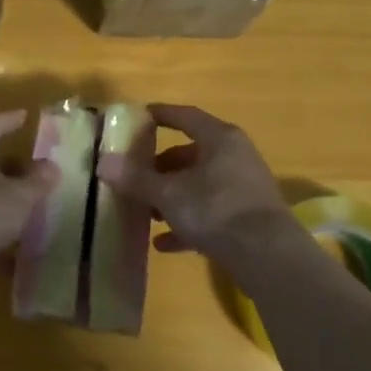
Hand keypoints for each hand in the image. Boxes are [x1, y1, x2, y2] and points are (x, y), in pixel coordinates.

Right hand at [97, 104, 296, 265]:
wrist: (268, 256)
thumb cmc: (216, 209)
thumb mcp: (168, 194)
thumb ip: (136, 178)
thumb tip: (103, 162)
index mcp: (219, 139)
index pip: (185, 116)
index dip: (161, 115)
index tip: (139, 117)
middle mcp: (235, 157)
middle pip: (191, 154)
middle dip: (161, 167)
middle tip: (135, 177)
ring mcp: (244, 188)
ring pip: (200, 185)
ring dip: (172, 197)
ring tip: (146, 212)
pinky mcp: (247, 218)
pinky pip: (210, 214)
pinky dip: (187, 223)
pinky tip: (163, 243)